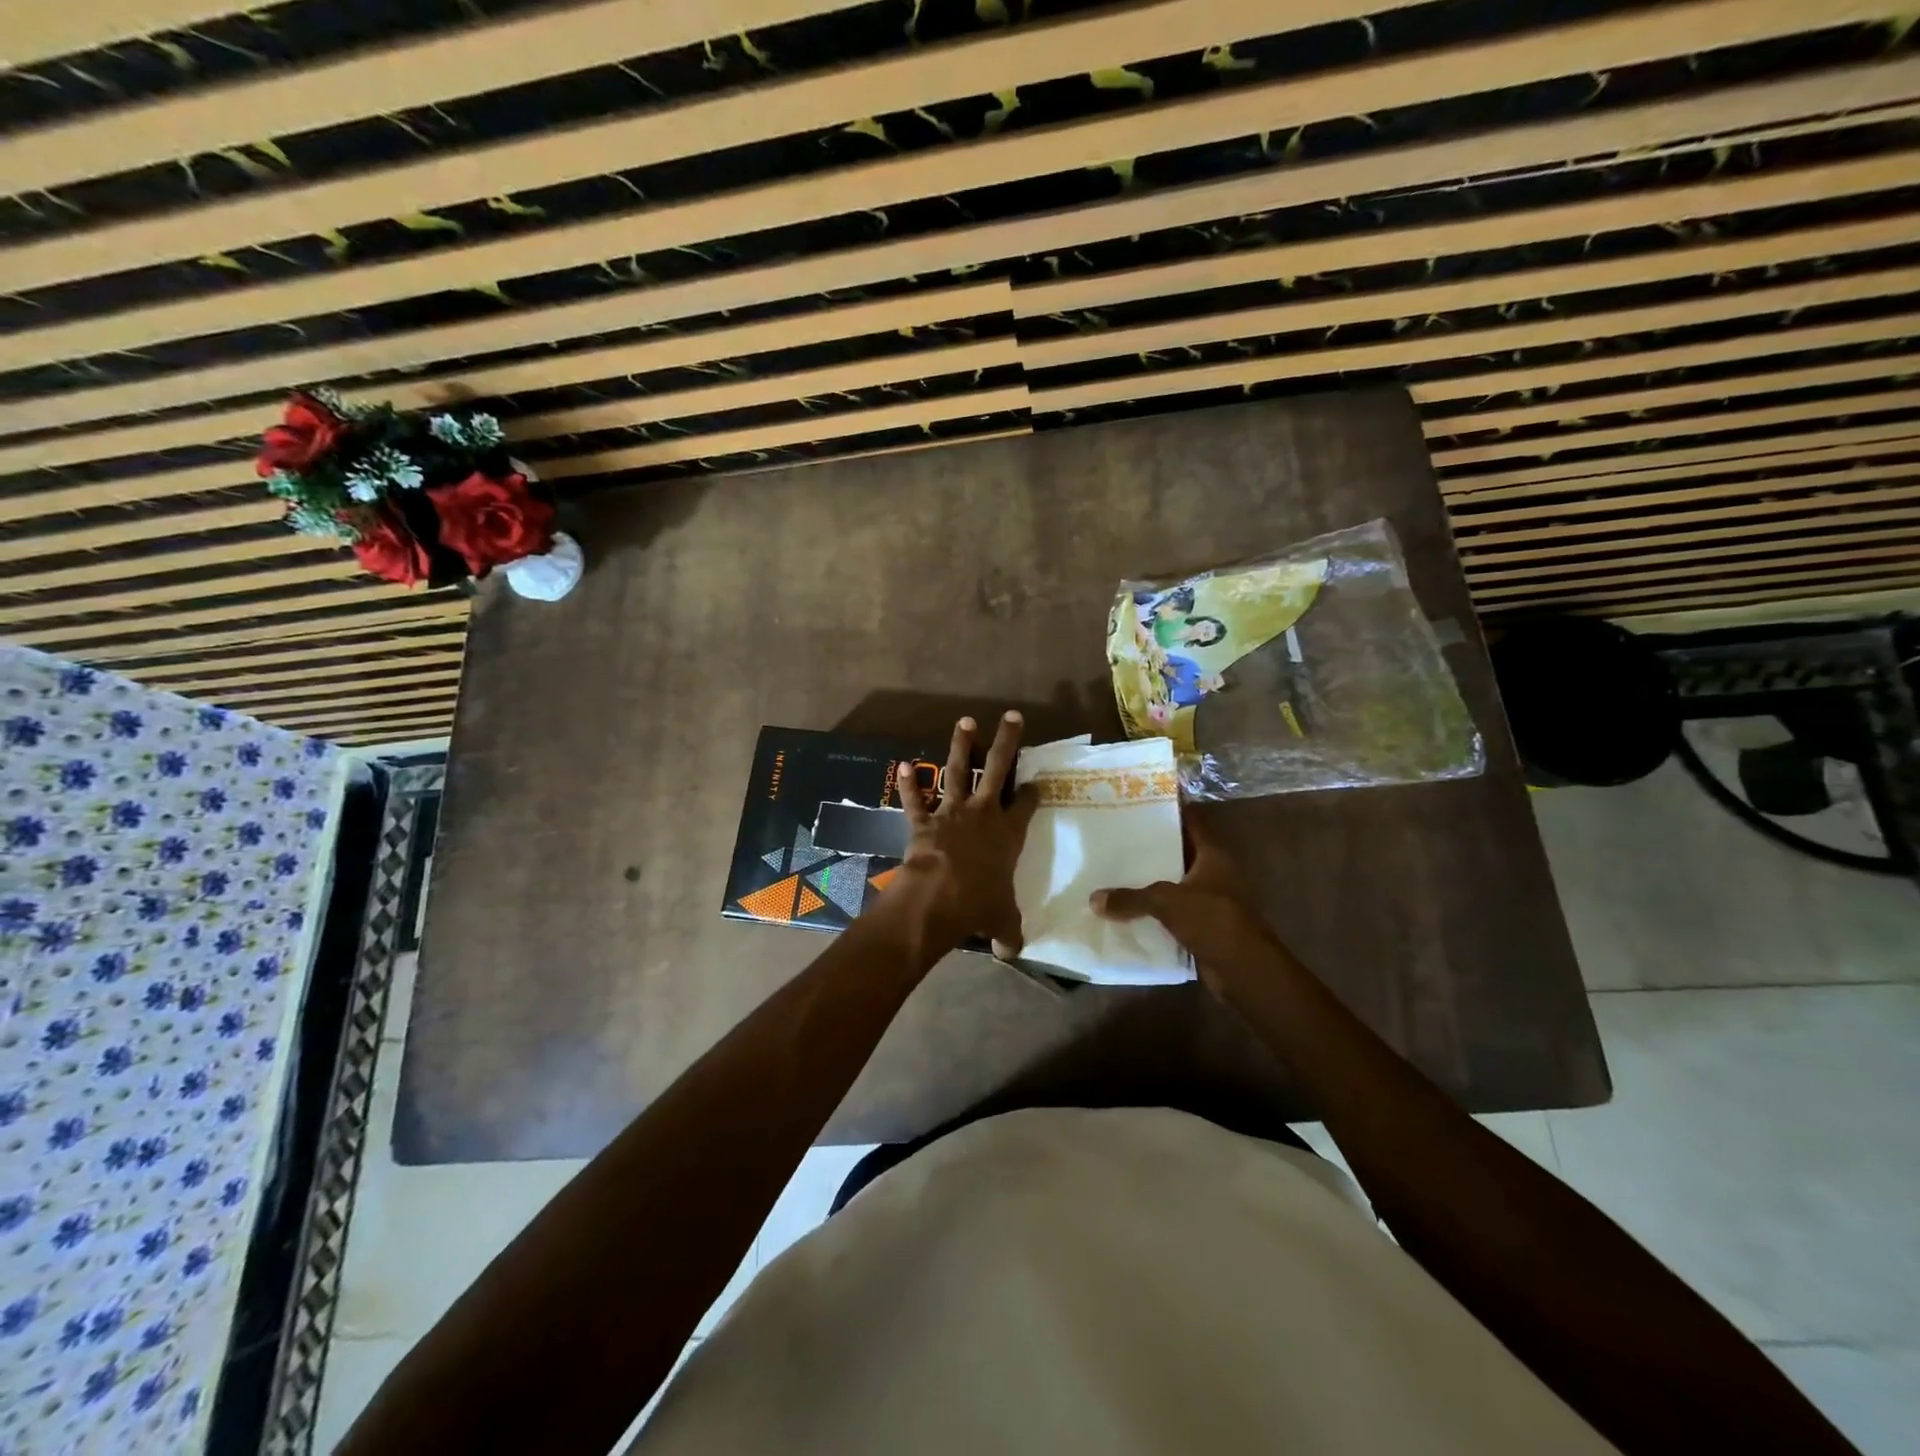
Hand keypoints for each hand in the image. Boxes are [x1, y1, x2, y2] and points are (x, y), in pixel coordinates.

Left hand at [886, 712, 1038, 957]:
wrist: (938, 897)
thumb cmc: (978, 905)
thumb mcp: (1001, 921)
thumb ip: (1008, 932)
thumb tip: (1012, 953)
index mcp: (1009, 834)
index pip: (1026, 804)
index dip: (1033, 792)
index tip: (1038, 783)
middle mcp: (983, 814)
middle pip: (998, 769)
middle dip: (1007, 742)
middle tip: (1012, 716)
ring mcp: (952, 812)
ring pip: (959, 771)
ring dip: (961, 746)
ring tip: (965, 721)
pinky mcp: (923, 821)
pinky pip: (915, 799)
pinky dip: (908, 784)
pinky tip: (901, 765)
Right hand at [1090, 809, 1277, 986]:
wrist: (1244, 971)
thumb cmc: (1213, 921)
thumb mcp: (1166, 902)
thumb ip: (1130, 898)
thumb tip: (1094, 899)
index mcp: (1213, 855)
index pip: (1191, 822)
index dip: (1169, 811)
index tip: (1140, 802)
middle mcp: (1214, 872)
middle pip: (1179, 851)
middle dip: (1151, 846)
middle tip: (1117, 835)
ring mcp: (1210, 899)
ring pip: (1174, 882)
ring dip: (1150, 879)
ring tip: (1114, 868)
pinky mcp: (1203, 924)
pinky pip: (1172, 910)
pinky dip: (1154, 909)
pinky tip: (1126, 906)